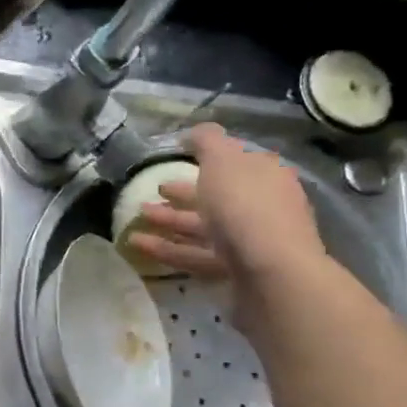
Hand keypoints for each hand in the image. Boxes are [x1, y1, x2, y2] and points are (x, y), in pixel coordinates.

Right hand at [127, 123, 328, 291]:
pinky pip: (195, 255)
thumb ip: (206, 141)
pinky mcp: (234, 272)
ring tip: (135, 218)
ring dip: (168, 221)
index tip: (177, 158)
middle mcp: (261, 207)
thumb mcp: (223, 159)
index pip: (235, 162)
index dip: (206, 159)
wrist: (271, 273)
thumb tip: (193, 133)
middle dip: (184, 194)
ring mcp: (249, 242)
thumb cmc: (246, 205)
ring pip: (203, 228)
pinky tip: (138, 244)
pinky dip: (167, 249)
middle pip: (217, 197)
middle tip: (153, 190)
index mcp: (265, 176)